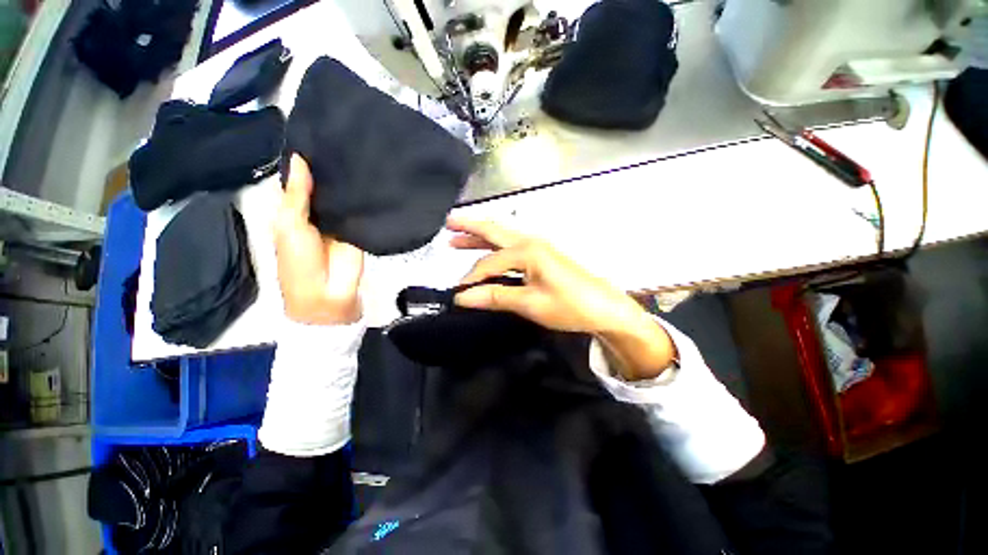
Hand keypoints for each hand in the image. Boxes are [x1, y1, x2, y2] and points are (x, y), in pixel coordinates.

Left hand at [274, 155, 363, 324]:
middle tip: (345, 138)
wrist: (328, 295)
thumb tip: (299, 156)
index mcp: (293, 210)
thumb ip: (297, 194)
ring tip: (360, 150)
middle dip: (330, 168)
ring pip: (342, 196)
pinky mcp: (359, 228)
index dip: (307, 161)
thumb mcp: (290, 224)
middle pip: (324, 186)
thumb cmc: (298, 261)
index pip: (300, 180)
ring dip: (348, 181)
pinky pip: (360, 210)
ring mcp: (340, 221)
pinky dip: (364, 197)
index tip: (319, 135)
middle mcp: (316, 212)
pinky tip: (372, 177)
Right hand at [447, 217, 676, 379]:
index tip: (458, 295)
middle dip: (470, 227)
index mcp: (527, 251)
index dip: (472, 278)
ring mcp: (538, 248)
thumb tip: (462, 297)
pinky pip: (511, 247)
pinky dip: (494, 247)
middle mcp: (530, 242)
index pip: (489, 262)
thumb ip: (495, 297)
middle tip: (447, 223)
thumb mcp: (530, 304)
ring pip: (502, 237)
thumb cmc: (570, 305)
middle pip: (494, 231)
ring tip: (457, 236)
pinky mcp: (542, 257)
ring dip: (480, 236)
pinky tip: (486, 251)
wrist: (605, 309)